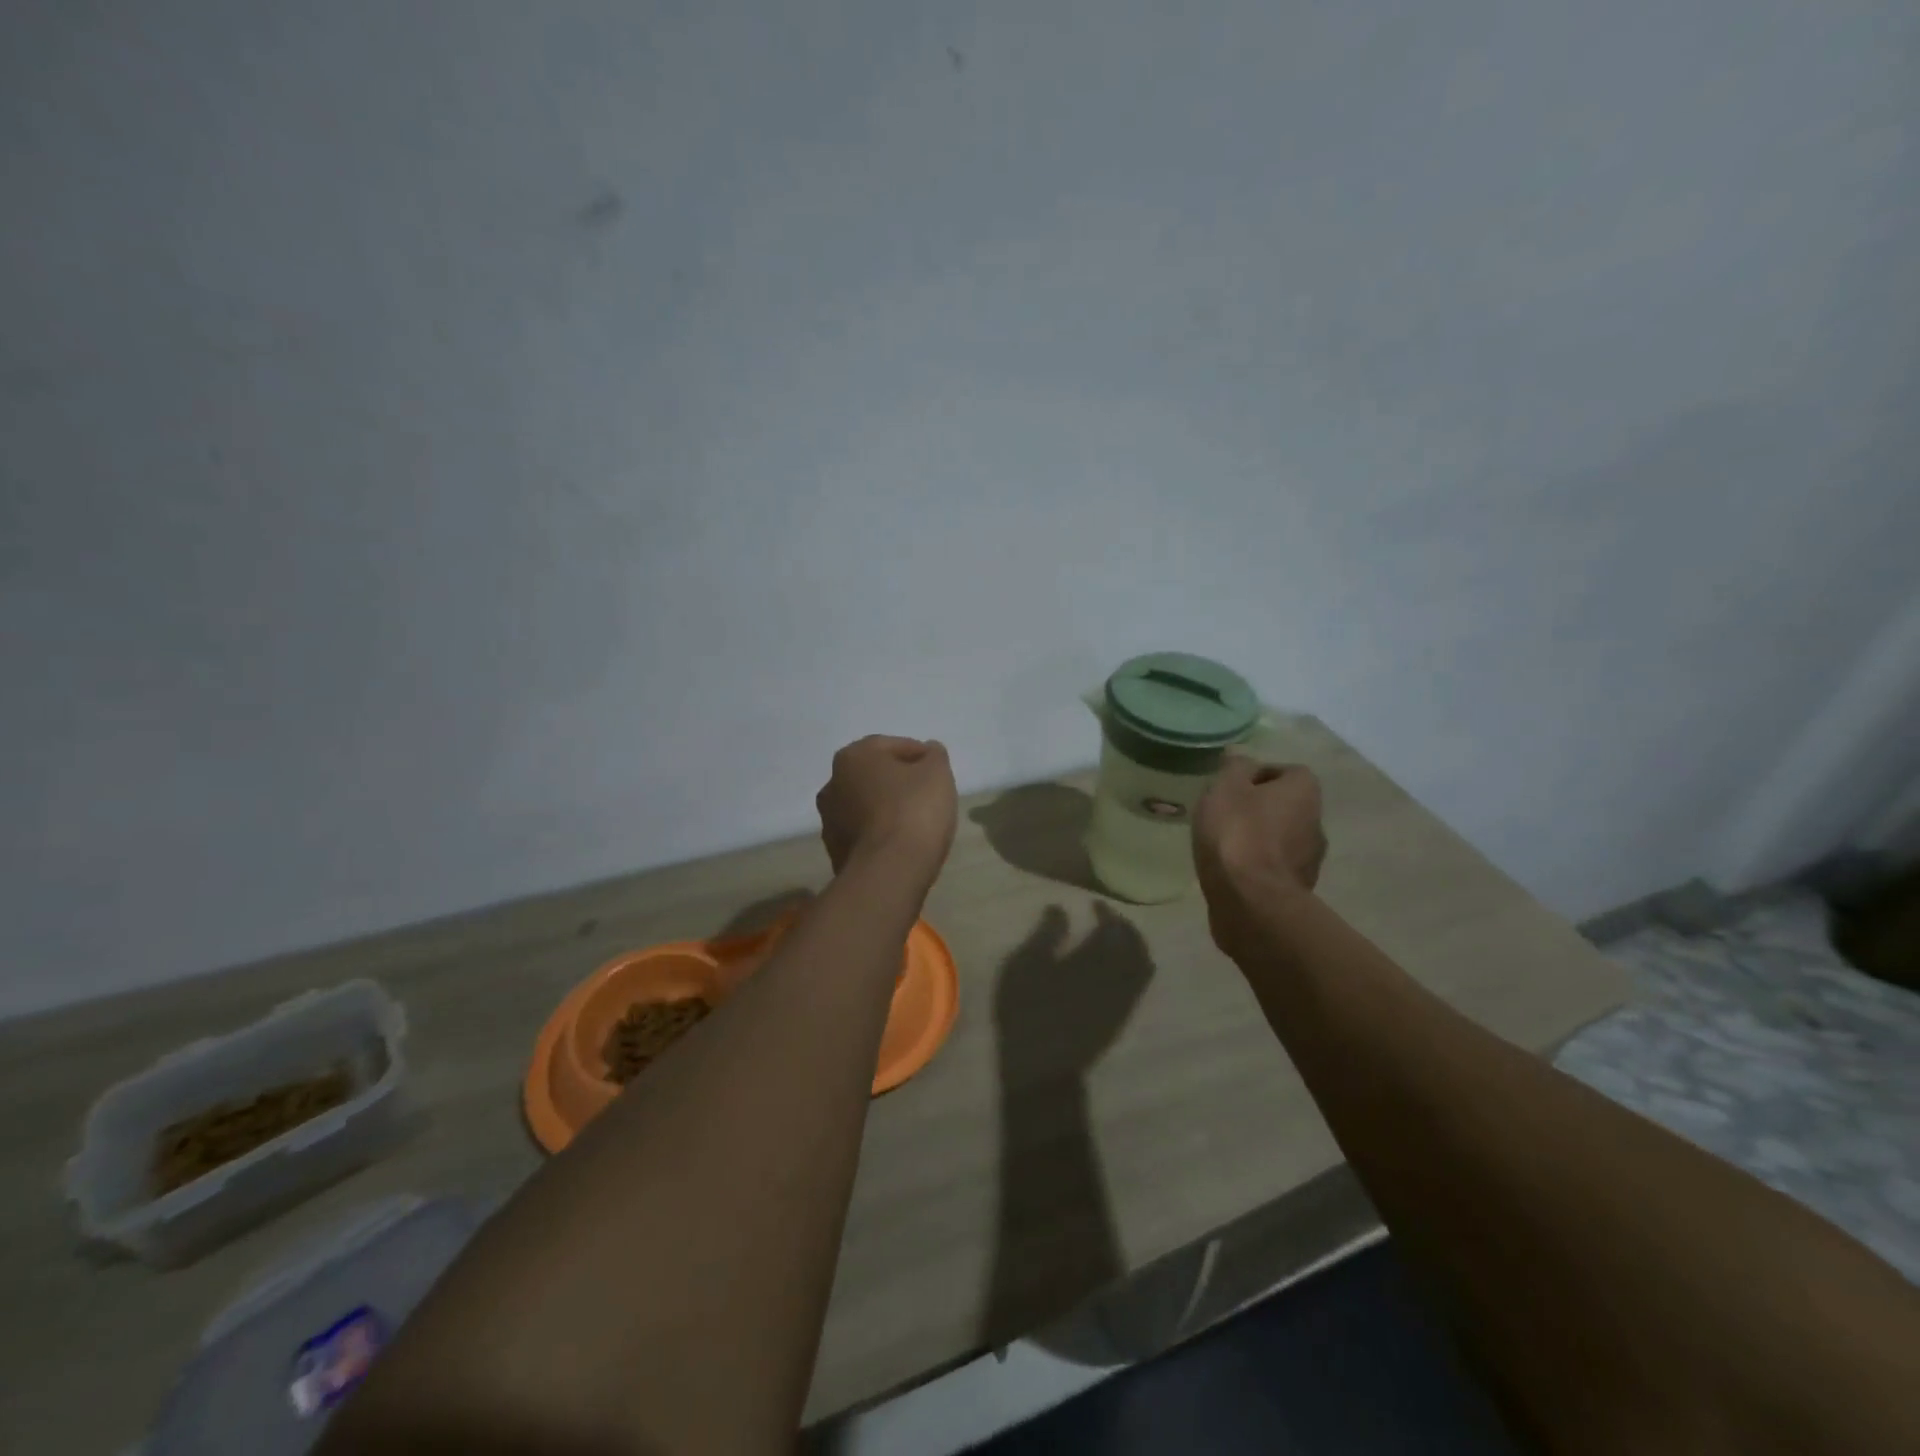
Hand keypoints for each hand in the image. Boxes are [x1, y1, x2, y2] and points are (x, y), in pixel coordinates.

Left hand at [816, 736, 957, 884]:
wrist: (889, 871)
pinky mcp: (834, 851)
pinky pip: (863, 833)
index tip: (938, 770)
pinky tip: (900, 843)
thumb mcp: (937, 773)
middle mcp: (833, 783)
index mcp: (854, 756)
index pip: (893, 746)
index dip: (920, 756)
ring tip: (914, 821)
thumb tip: (928, 751)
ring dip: (885, 807)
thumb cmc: (914, 811)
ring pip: (865, 804)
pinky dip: (878, 832)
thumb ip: (934, 756)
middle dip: (898, 781)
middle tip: (927, 794)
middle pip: (875, 775)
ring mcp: (829, 820)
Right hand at [994, 903, 1152, 1081]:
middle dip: (1126, 927)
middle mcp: (1118, 977)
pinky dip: (1134, 968)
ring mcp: (1123, 1001)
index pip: (1112, 928)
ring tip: (1117, 940)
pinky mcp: (1121, 1020)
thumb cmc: (1029, 1010)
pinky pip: (1139, 987)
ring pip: (1143, 966)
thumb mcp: (1027, 965)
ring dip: (1135, 947)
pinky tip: (1117, 969)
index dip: (1107, 913)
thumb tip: (1061, 908)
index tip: (1095, 903)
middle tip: (1109, 918)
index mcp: (1095, 960)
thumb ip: (1047, 934)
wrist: (1044, 1066)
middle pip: (1136, 946)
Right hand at [1192, 756, 1326, 958]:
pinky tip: (1232, 870)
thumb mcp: (1226, 788)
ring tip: (1224, 844)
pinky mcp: (1297, 889)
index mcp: (1305, 791)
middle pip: (1286, 805)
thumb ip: (1234, 767)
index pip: (1288, 771)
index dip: (1259, 775)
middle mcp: (1316, 822)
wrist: (1250, 900)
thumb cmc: (1238, 833)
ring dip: (1259, 837)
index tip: (1232, 787)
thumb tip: (1241, 758)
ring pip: (1282, 837)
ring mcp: (1310, 859)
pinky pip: (1274, 866)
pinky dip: (1257, 864)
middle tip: (1225, 814)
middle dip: (1259, 807)